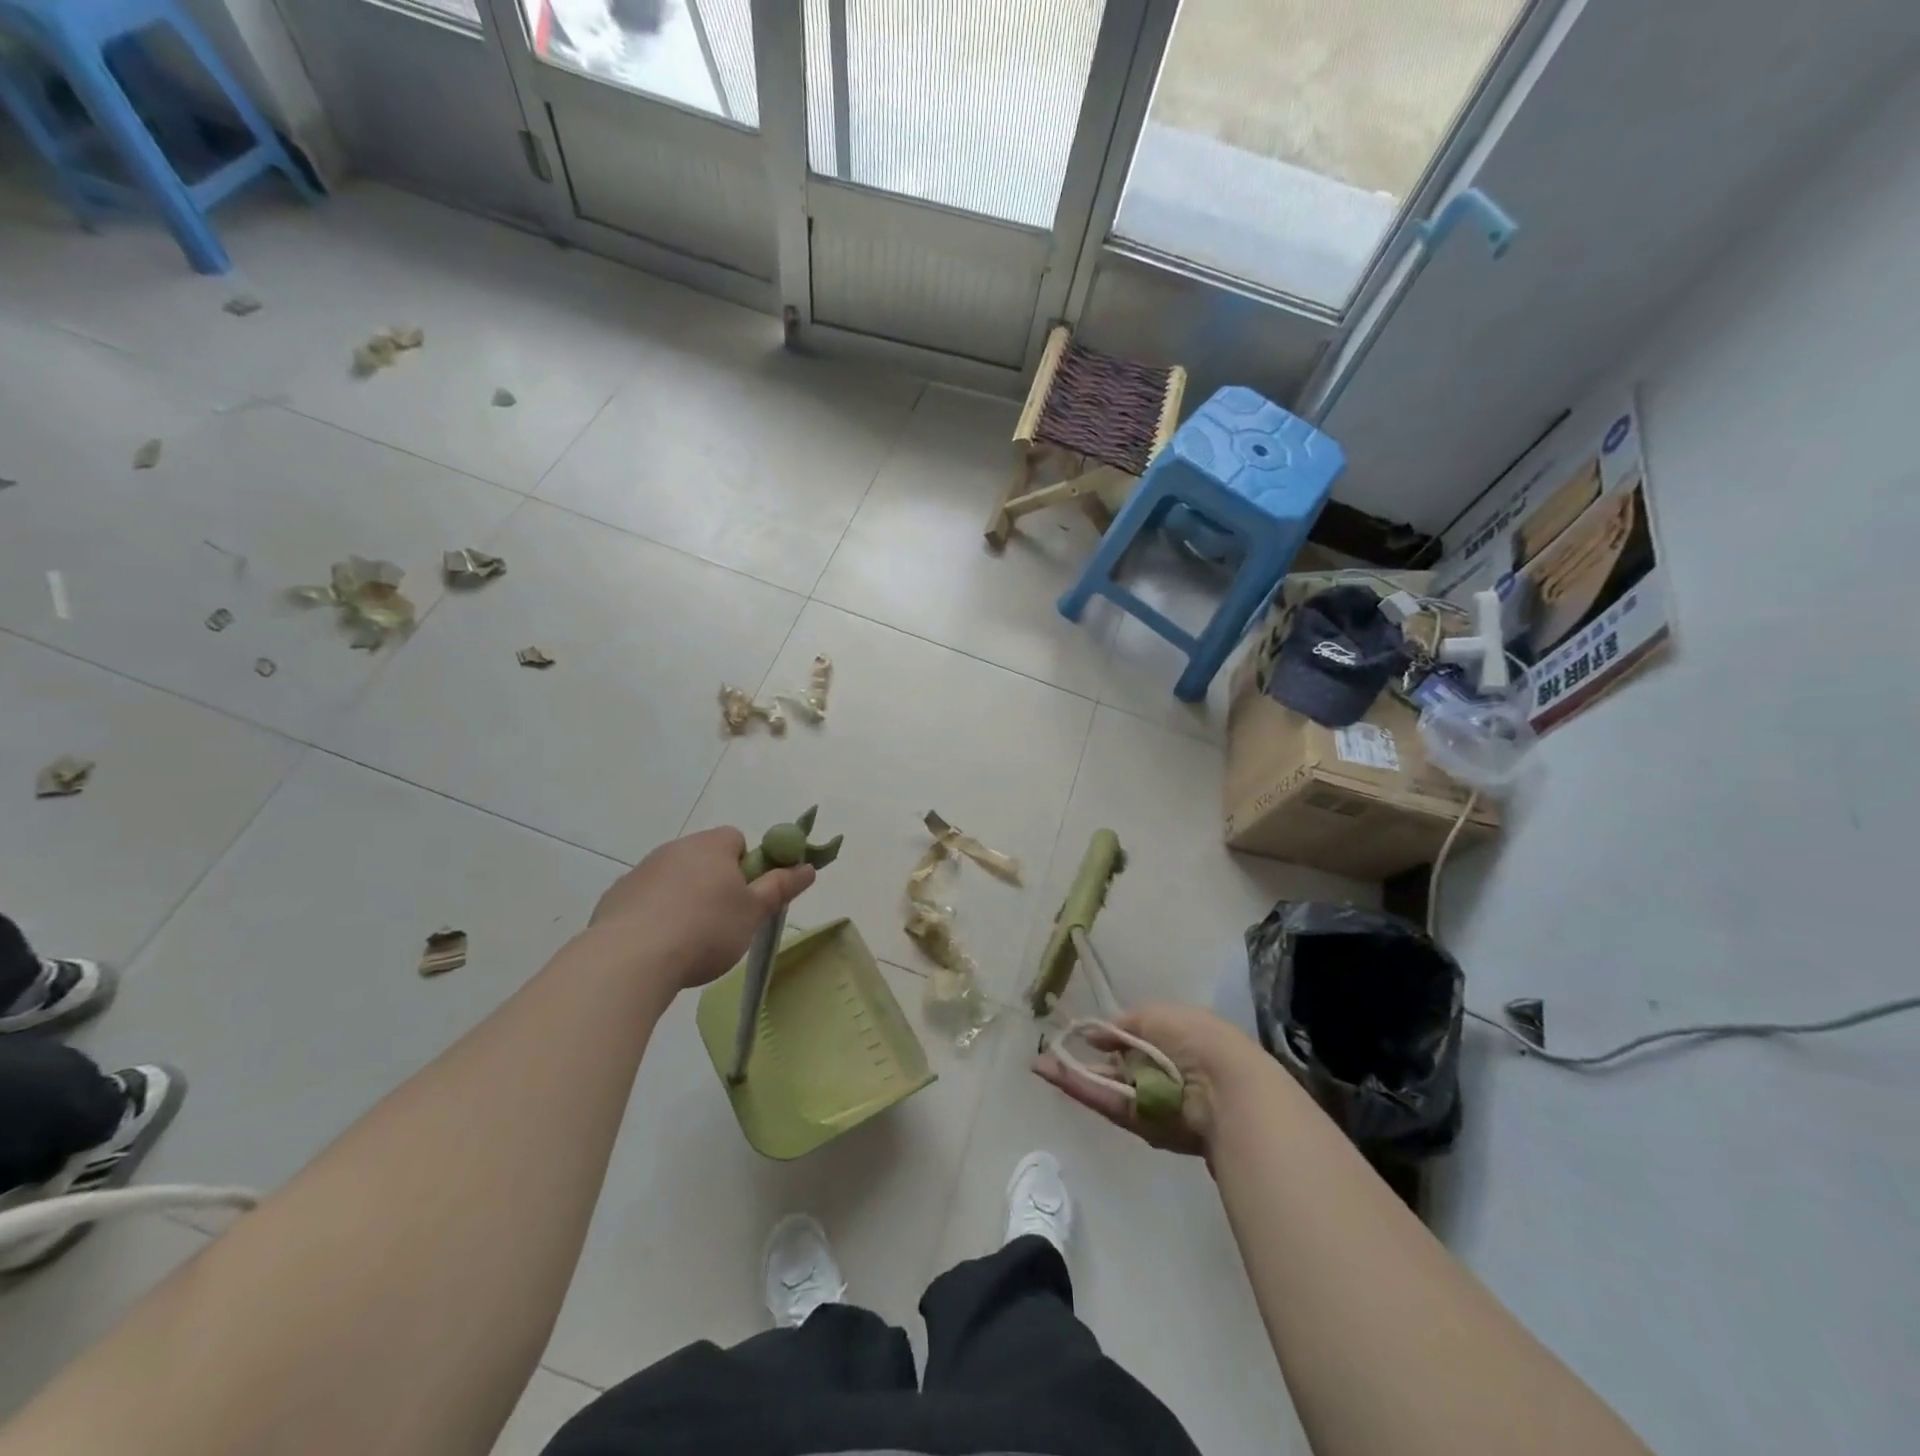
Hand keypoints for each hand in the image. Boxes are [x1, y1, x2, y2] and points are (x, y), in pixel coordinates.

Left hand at [589, 827, 813, 990]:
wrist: (630, 960)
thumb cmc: (705, 930)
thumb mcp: (753, 912)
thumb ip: (781, 887)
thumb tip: (808, 867)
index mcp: (711, 846)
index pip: (737, 840)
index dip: (747, 866)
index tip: (747, 897)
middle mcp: (674, 849)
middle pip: (704, 859)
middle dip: (716, 884)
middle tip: (725, 921)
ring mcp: (640, 872)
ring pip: (674, 880)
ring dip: (684, 900)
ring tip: (689, 941)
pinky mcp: (614, 898)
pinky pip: (645, 900)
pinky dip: (654, 916)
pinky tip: (658, 947)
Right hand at [1033, 1004, 1270, 1156]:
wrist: (1227, 1090)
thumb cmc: (1196, 1040)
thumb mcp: (1156, 1016)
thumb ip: (1121, 1026)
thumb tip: (1094, 1035)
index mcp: (1171, 1039)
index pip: (1131, 1038)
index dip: (1105, 1036)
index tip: (1079, 1034)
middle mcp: (1161, 1071)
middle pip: (1115, 1066)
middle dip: (1082, 1060)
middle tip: (1046, 1055)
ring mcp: (1151, 1100)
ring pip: (1106, 1086)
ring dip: (1072, 1075)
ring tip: (1038, 1065)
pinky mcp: (1143, 1125)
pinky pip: (1109, 1104)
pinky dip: (1082, 1090)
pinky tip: (1054, 1076)